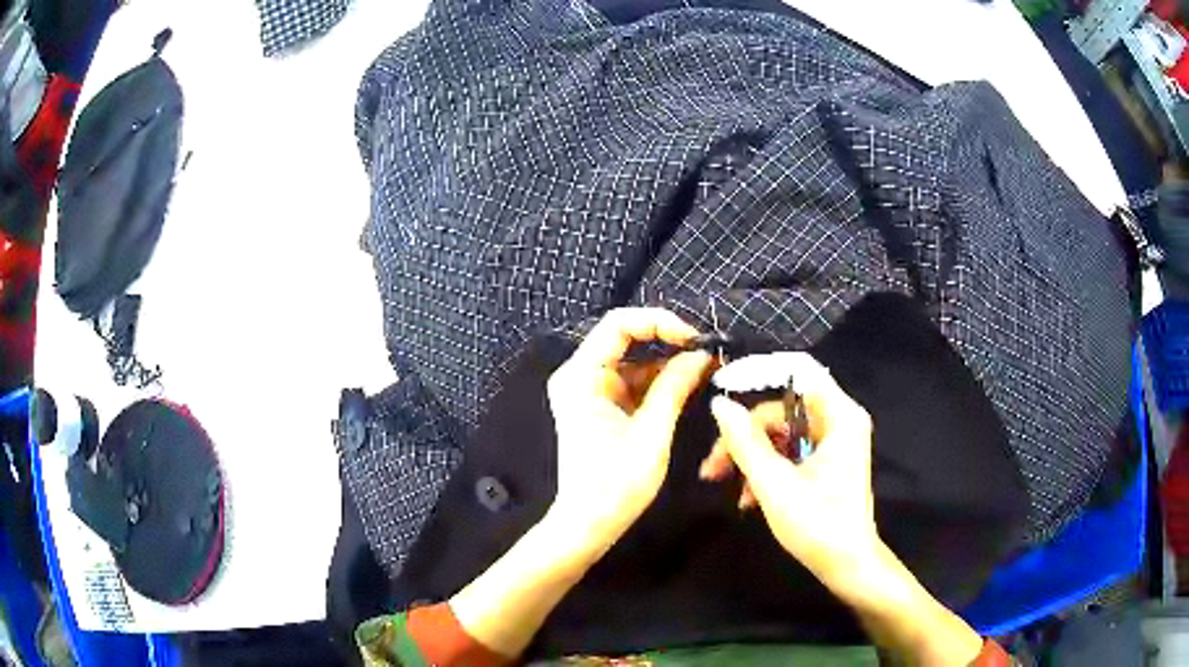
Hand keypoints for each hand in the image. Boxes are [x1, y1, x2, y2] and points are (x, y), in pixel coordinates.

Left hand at [545, 308, 712, 553]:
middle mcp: (580, 375)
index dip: (658, 322)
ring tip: (706, 367)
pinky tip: (688, 384)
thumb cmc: (616, 483)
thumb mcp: (651, 433)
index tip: (694, 338)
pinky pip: (633, 381)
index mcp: (581, 376)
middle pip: (625, 339)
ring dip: (668, 362)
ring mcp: (590, 390)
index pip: (618, 324)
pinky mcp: (602, 405)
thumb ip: (674, 386)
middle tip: (707, 351)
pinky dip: (660, 382)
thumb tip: (701, 354)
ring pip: (634, 360)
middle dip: (667, 341)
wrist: (589, 524)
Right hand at [703, 352, 878, 590]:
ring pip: (781, 432)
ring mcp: (833, 442)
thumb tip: (719, 404)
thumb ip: (745, 442)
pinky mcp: (826, 461)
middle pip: (783, 408)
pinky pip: (789, 451)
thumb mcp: (774, 485)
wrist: (847, 566)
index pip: (798, 370)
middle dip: (745, 434)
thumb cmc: (818, 525)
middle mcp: (839, 421)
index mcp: (839, 416)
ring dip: (750, 456)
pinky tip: (748, 498)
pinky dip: (766, 468)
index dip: (759, 370)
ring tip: (725, 484)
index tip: (723, 384)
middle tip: (713, 465)